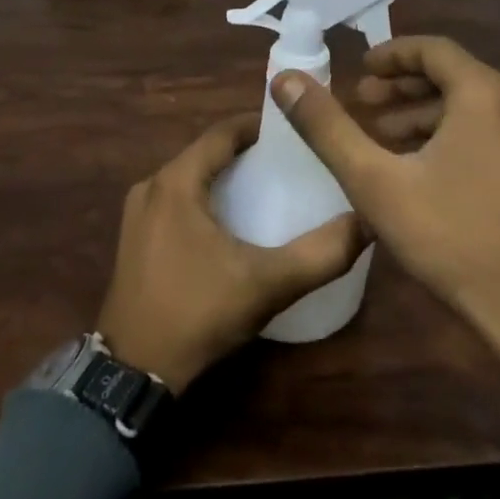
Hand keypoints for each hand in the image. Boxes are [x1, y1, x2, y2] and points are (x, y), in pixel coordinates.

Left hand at [96, 113, 367, 391]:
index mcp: (176, 182)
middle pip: (206, 153)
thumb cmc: (197, 313)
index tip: (295, 132)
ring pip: (190, 178)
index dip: (259, 126)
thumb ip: (321, 254)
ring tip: (268, 188)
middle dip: (246, 153)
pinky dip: (206, 199)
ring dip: (225, 176)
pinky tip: (232, 223)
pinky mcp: (135, 239)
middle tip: (289, 163)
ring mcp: (138, 213)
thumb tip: (366, 222)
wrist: (132, 372)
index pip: (222, 132)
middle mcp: (152, 186)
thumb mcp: (267, 284)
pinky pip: (176, 201)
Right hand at [273, 37, 499, 384]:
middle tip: (365, 104)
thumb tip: (285, 80)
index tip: (359, 72)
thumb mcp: (378, 184)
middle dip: (405, 86)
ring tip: (389, 137)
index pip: (433, 49)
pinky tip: (432, 167)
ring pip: (478, 103)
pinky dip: (460, 132)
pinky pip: (499, 128)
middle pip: (456, 74)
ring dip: (430, 112)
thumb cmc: (456, 241)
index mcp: (486, 94)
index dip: (391, 55)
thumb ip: (328, 128)